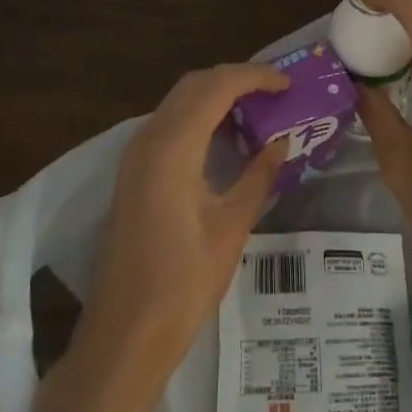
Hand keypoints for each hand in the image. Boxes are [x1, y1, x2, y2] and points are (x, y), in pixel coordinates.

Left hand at [78, 64, 289, 376]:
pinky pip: (169, 124)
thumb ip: (258, 177)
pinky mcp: (132, 173)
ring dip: (216, 96)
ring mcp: (135, 156)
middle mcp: (148, 139)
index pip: (216, 87)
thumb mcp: (231, 228)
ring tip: (257, 110)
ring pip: (178, 102)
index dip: (254, 77)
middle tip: (274, 92)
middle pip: (193, 85)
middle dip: (235, 79)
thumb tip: (282, 142)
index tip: (287, 83)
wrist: (125, 334)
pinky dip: (199, 117)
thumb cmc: (182, 283)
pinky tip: (225, 139)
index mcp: (172, 147)